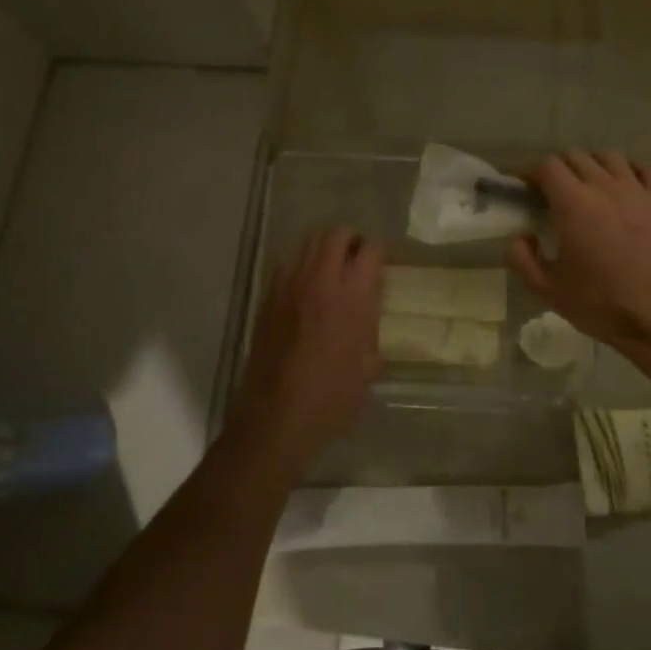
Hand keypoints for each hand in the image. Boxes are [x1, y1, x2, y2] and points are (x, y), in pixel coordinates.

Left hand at [233, 226, 383, 458]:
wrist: (277, 416)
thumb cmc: (332, 398)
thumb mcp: (368, 367)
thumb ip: (371, 329)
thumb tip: (367, 313)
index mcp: (351, 297)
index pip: (370, 251)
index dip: (380, 253)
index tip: (382, 265)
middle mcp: (320, 281)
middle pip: (335, 233)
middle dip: (351, 239)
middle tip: (357, 257)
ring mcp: (289, 286)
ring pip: (307, 243)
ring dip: (324, 248)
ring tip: (331, 268)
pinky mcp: (268, 298)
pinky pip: (287, 265)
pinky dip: (301, 266)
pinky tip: (306, 290)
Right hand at [506, 152, 650, 357]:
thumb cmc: (600, 304)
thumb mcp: (547, 289)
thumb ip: (521, 258)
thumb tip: (521, 237)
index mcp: (573, 204)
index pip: (547, 166)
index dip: (531, 172)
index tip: (525, 189)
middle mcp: (605, 187)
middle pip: (576, 156)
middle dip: (559, 169)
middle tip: (552, 194)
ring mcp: (638, 192)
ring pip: (610, 157)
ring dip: (592, 165)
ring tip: (588, 187)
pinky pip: (647, 169)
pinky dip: (631, 170)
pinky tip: (625, 186)